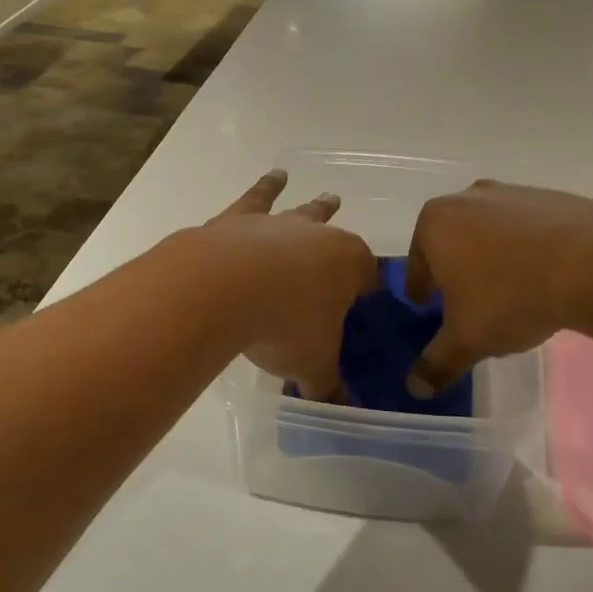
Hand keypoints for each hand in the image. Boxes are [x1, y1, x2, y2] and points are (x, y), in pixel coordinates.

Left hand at [201, 171, 378, 400]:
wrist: (223, 288)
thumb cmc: (284, 325)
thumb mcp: (312, 365)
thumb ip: (329, 387)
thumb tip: (343, 413)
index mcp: (349, 265)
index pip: (368, 275)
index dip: (369, 287)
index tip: (368, 296)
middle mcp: (318, 236)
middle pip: (337, 233)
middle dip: (344, 237)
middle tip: (354, 236)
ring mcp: (278, 224)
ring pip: (303, 212)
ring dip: (314, 206)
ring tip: (328, 196)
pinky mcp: (239, 219)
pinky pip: (258, 198)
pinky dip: (266, 187)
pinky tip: (273, 177)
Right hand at [404, 180, 592, 394]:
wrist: (591, 266)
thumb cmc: (510, 297)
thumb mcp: (467, 339)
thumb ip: (437, 362)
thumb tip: (417, 388)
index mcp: (436, 223)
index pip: (417, 260)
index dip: (421, 286)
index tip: (426, 303)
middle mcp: (468, 198)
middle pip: (453, 238)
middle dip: (456, 266)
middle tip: (466, 298)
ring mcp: (513, 192)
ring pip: (491, 229)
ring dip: (493, 254)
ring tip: (510, 289)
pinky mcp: (553, 197)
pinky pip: (530, 227)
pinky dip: (530, 247)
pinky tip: (544, 275)